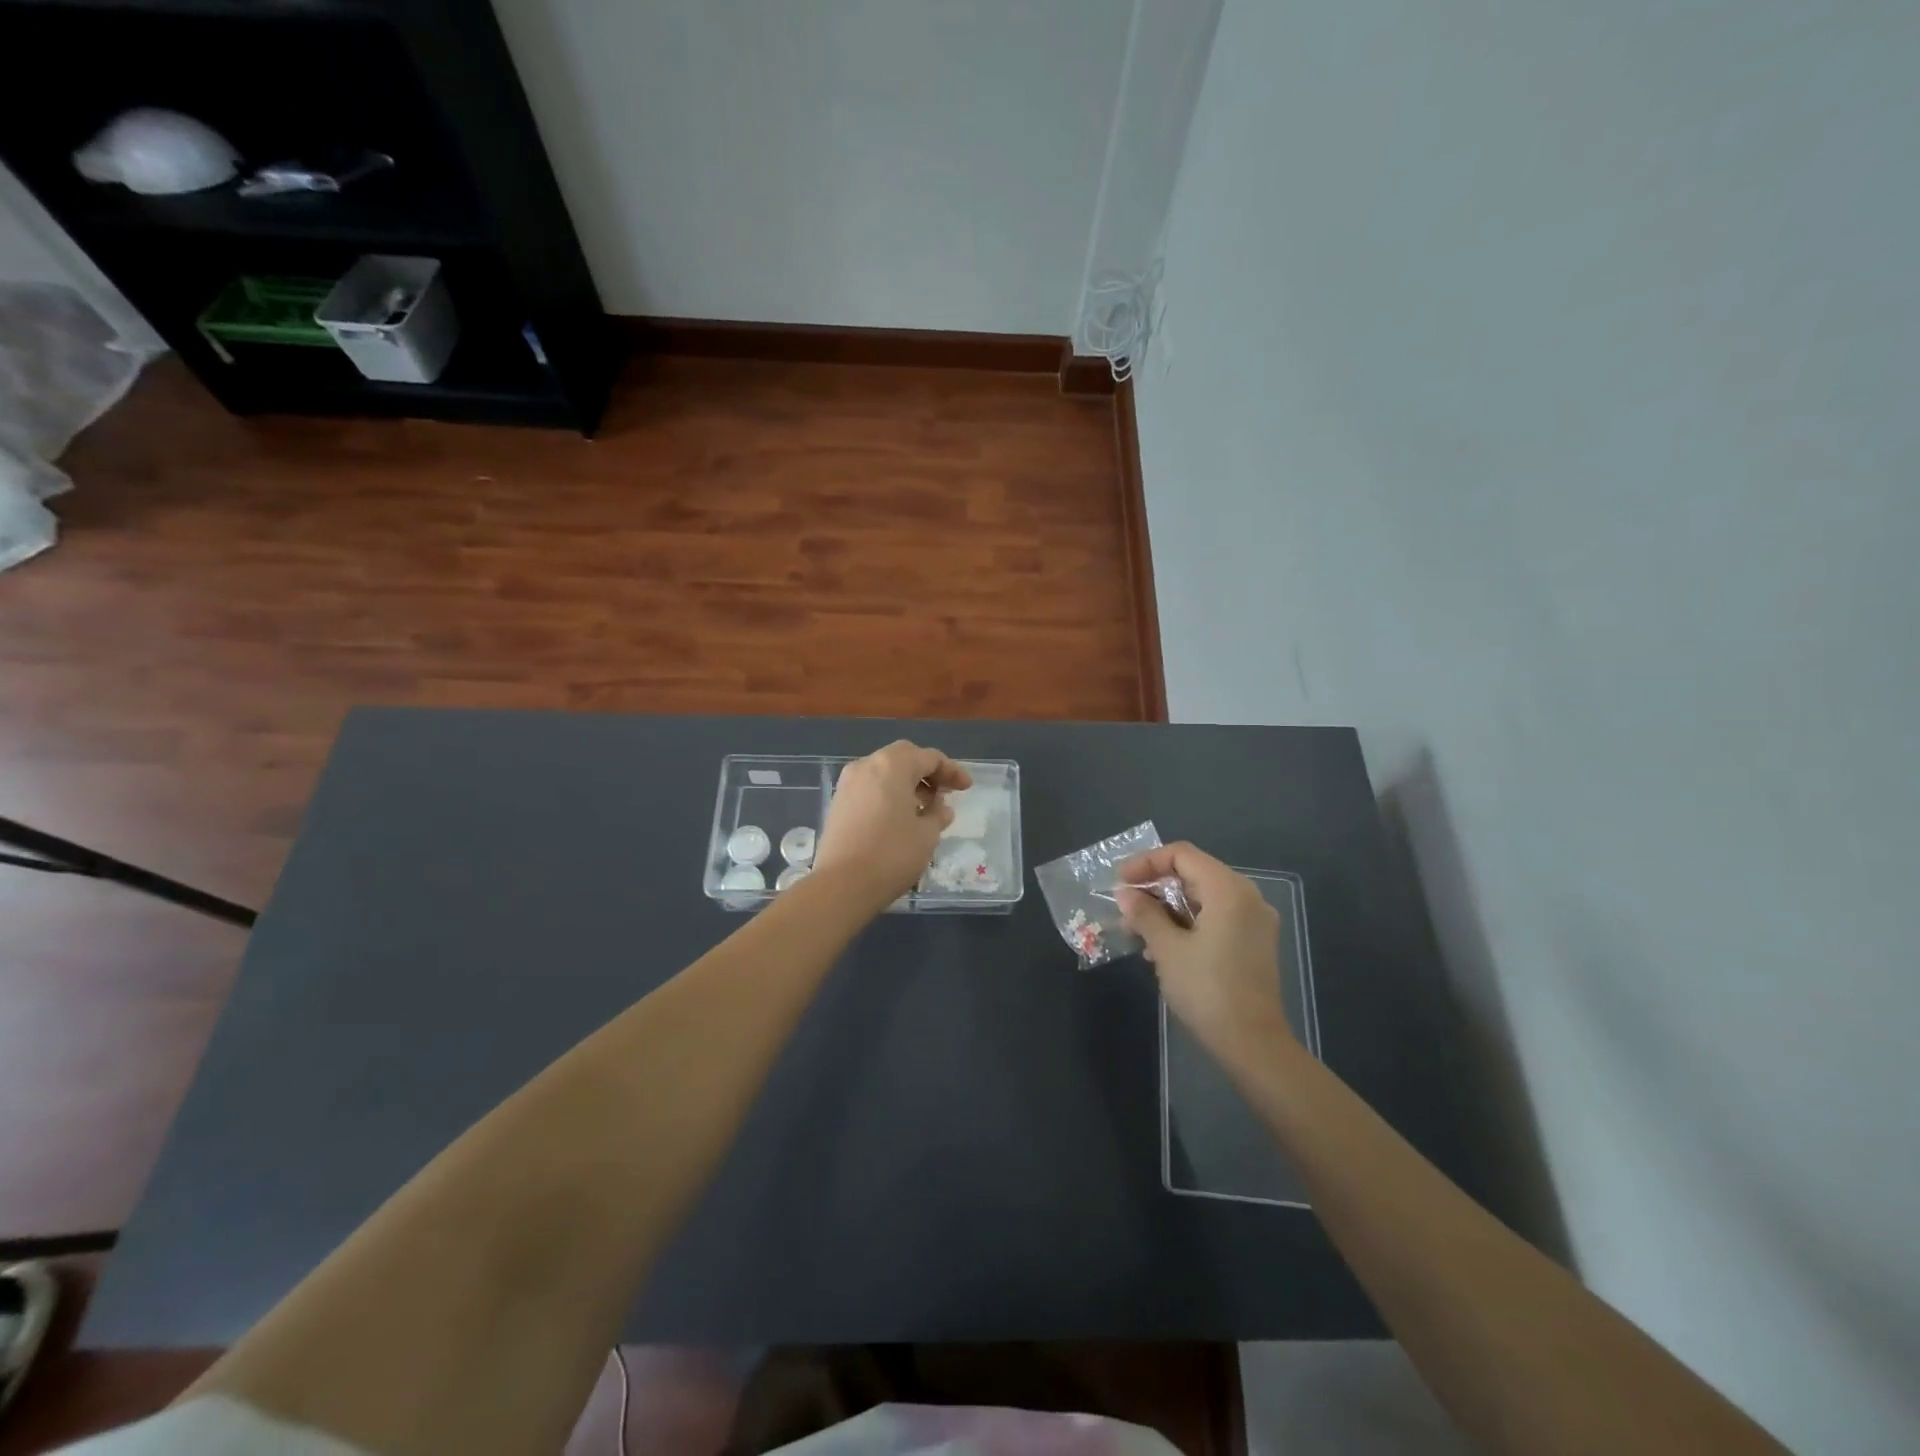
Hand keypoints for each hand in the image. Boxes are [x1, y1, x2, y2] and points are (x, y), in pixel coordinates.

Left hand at [813, 741, 971, 911]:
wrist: (841, 885)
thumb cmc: (891, 854)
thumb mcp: (927, 835)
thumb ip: (937, 815)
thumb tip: (940, 808)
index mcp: (892, 765)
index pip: (929, 757)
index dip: (952, 771)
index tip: (967, 788)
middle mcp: (866, 766)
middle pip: (903, 758)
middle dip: (927, 772)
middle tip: (944, 793)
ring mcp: (848, 784)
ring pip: (884, 773)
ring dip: (907, 784)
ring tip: (925, 809)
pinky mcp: (838, 804)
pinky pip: (870, 788)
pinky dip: (889, 795)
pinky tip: (900, 818)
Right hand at [1116, 842, 1294, 1063]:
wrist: (1253, 1045)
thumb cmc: (1207, 990)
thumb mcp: (1167, 949)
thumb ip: (1144, 914)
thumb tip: (1125, 894)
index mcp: (1228, 890)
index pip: (1182, 855)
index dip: (1146, 863)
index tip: (1120, 883)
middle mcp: (1247, 897)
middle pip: (1193, 874)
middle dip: (1155, 888)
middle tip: (1125, 908)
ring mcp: (1254, 922)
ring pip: (1202, 898)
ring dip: (1168, 909)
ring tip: (1137, 933)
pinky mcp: (1254, 944)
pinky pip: (1215, 918)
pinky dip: (1187, 924)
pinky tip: (1162, 949)